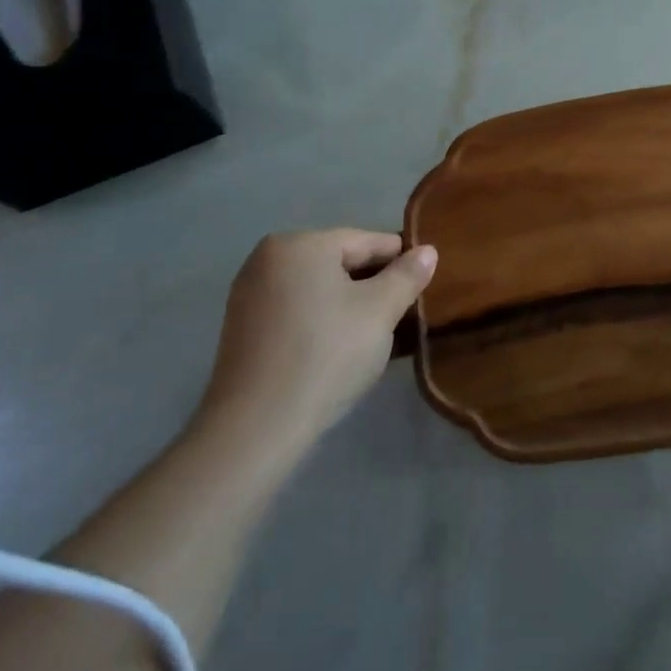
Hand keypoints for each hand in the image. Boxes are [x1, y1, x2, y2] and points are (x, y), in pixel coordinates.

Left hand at [192, 229, 436, 467]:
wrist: (256, 428)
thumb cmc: (326, 354)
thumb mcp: (380, 311)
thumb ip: (407, 276)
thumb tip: (428, 251)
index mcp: (301, 244)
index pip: (367, 241)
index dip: (402, 261)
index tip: (426, 285)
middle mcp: (269, 259)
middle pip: (340, 263)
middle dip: (375, 285)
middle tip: (405, 314)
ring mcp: (250, 294)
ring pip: (319, 289)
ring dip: (351, 305)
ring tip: (379, 334)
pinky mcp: (243, 330)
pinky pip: (298, 311)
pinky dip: (323, 321)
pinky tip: (343, 348)